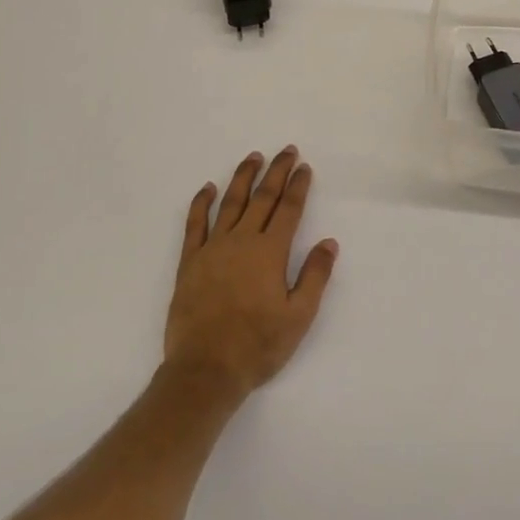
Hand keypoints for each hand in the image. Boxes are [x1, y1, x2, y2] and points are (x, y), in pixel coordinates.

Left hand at [163, 148, 338, 401]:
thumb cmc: (258, 345)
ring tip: (253, 157)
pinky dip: (202, 203)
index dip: (298, 186)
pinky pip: (195, 224)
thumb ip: (315, 276)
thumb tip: (329, 241)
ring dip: (243, 177)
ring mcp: (213, 249)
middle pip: (262, 198)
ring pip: (230, 203)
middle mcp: (242, 241)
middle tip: (286, 150)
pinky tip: (208, 188)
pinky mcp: (189, 262)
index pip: (289, 209)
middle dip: (276, 172)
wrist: (205, 369)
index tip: (304, 167)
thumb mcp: (299, 316)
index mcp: (270, 252)